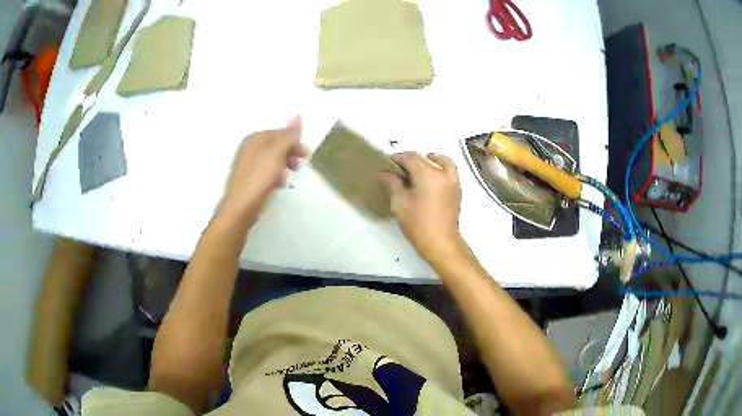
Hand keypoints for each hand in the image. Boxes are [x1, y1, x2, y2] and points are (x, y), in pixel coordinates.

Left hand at [220, 117, 306, 221]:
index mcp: (254, 138)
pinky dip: (274, 176)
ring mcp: (247, 164)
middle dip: (289, 155)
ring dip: (283, 167)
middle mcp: (249, 148)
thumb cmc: (259, 177)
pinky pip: (265, 172)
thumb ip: (288, 135)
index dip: (294, 142)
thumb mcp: (277, 152)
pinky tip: (276, 185)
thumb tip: (297, 115)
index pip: (280, 133)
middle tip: (297, 166)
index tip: (305, 155)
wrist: (241, 206)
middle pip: (276, 146)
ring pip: (272, 160)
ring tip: (286, 178)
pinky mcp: (248, 179)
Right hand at [379, 152, 463, 260]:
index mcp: (427, 175)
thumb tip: (384, 172)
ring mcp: (452, 180)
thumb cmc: (418, 224)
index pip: (410, 158)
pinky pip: (449, 169)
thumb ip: (392, 183)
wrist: (441, 242)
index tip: (388, 163)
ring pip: (440, 161)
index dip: (398, 158)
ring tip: (417, 167)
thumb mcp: (399, 203)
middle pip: (424, 158)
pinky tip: (430, 176)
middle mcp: (442, 173)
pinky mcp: (457, 189)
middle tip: (398, 169)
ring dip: (428, 160)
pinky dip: (440, 166)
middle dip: (410, 160)